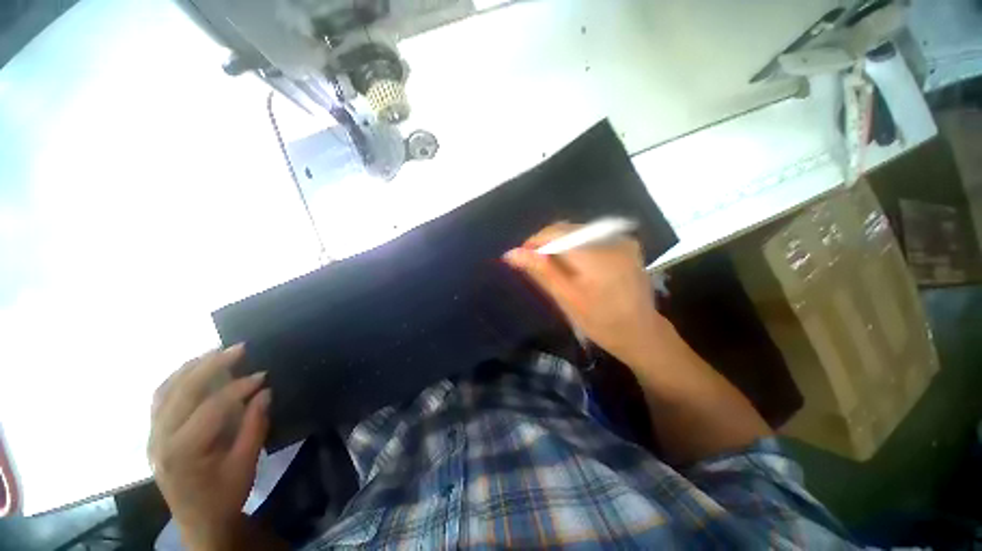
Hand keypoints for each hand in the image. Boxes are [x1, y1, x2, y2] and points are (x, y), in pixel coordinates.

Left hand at [148, 345, 270, 550]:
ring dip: (191, 367)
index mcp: (183, 451)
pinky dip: (177, 379)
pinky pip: (160, 398)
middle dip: (211, 365)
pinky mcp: (154, 434)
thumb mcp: (246, 463)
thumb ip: (255, 425)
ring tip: (216, 352)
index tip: (263, 375)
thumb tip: (265, 392)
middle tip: (239, 348)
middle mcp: (161, 439)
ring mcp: (153, 436)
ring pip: (165, 390)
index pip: (211, 407)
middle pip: (182, 391)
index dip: (239, 387)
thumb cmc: (224, 495)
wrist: (198, 522)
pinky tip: (194, 370)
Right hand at [503, 222, 666, 366]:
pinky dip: (576, 246)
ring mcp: (622, 240)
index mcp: (596, 256)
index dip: (534, 242)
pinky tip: (574, 264)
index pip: (555, 233)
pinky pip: (592, 236)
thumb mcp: (566, 298)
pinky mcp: (626, 244)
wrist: (641, 333)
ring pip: (578, 232)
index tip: (521, 256)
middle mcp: (611, 239)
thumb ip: (541, 271)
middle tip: (535, 264)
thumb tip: (511, 253)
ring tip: (552, 266)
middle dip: (546, 243)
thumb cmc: (601, 322)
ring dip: (560, 244)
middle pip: (567, 229)